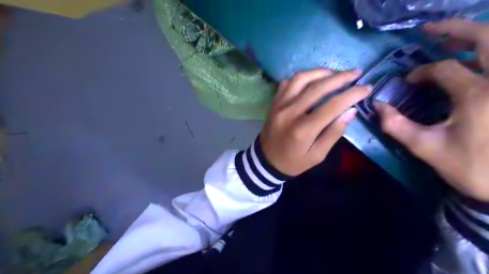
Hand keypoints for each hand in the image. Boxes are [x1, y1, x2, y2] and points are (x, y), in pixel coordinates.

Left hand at [260, 68, 370, 174]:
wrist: (266, 161)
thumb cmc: (293, 162)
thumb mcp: (317, 155)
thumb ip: (334, 133)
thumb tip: (351, 110)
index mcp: (303, 129)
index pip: (332, 105)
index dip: (352, 94)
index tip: (367, 88)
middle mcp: (290, 112)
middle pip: (317, 87)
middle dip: (340, 77)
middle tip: (356, 73)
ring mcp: (279, 105)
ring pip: (301, 78)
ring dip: (321, 72)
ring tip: (336, 73)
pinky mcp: (274, 102)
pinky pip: (287, 82)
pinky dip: (302, 77)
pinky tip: (312, 79)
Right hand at [376, 21, 488, 201]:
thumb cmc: (472, 167)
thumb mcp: (426, 148)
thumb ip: (397, 126)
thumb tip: (376, 106)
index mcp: (478, 95)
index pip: (444, 69)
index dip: (421, 72)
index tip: (408, 81)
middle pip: (486, 39)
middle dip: (454, 30)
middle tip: (429, 29)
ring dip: (476, 37)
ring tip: (452, 36)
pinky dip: (488, 54)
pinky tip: (476, 56)